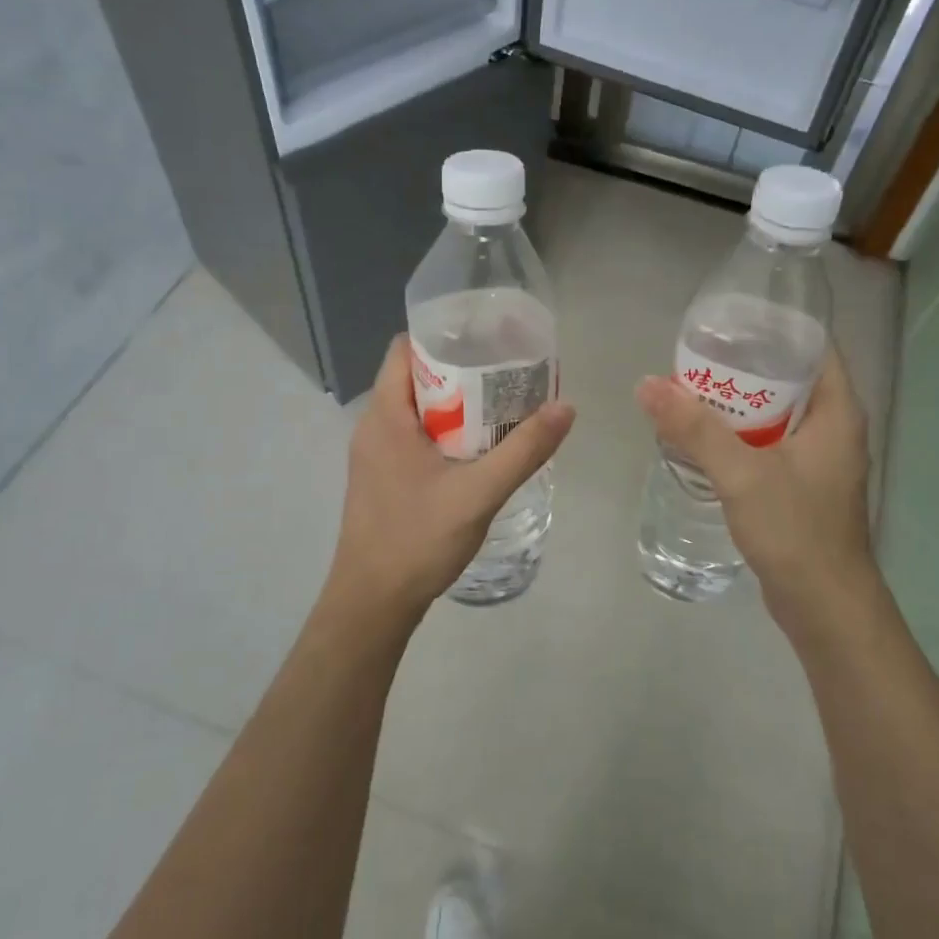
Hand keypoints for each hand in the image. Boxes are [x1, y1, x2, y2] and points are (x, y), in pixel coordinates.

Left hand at [327, 336, 574, 622]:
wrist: (372, 602)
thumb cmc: (418, 539)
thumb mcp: (479, 493)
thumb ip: (524, 450)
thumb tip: (565, 407)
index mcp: (386, 415)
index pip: (406, 349)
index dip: (444, 336)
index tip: (486, 338)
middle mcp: (373, 426)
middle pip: (415, 378)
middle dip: (460, 371)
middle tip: (507, 373)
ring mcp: (374, 454)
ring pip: (416, 411)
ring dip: (455, 405)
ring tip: (501, 406)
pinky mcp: (381, 477)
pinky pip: (413, 437)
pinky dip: (444, 432)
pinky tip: (476, 450)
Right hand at [636, 349, 871, 631]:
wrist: (824, 605)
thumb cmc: (795, 529)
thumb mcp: (741, 473)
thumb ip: (694, 428)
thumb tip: (647, 384)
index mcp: (837, 411)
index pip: (813, 347)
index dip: (775, 328)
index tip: (729, 321)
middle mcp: (834, 428)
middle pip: (790, 379)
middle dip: (746, 365)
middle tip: (699, 355)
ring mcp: (819, 459)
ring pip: (777, 414)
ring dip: (740, 403)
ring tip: (693, 389)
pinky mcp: (802, 485)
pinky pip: (770, 444)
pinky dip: (742, 435)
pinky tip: (706, 437)